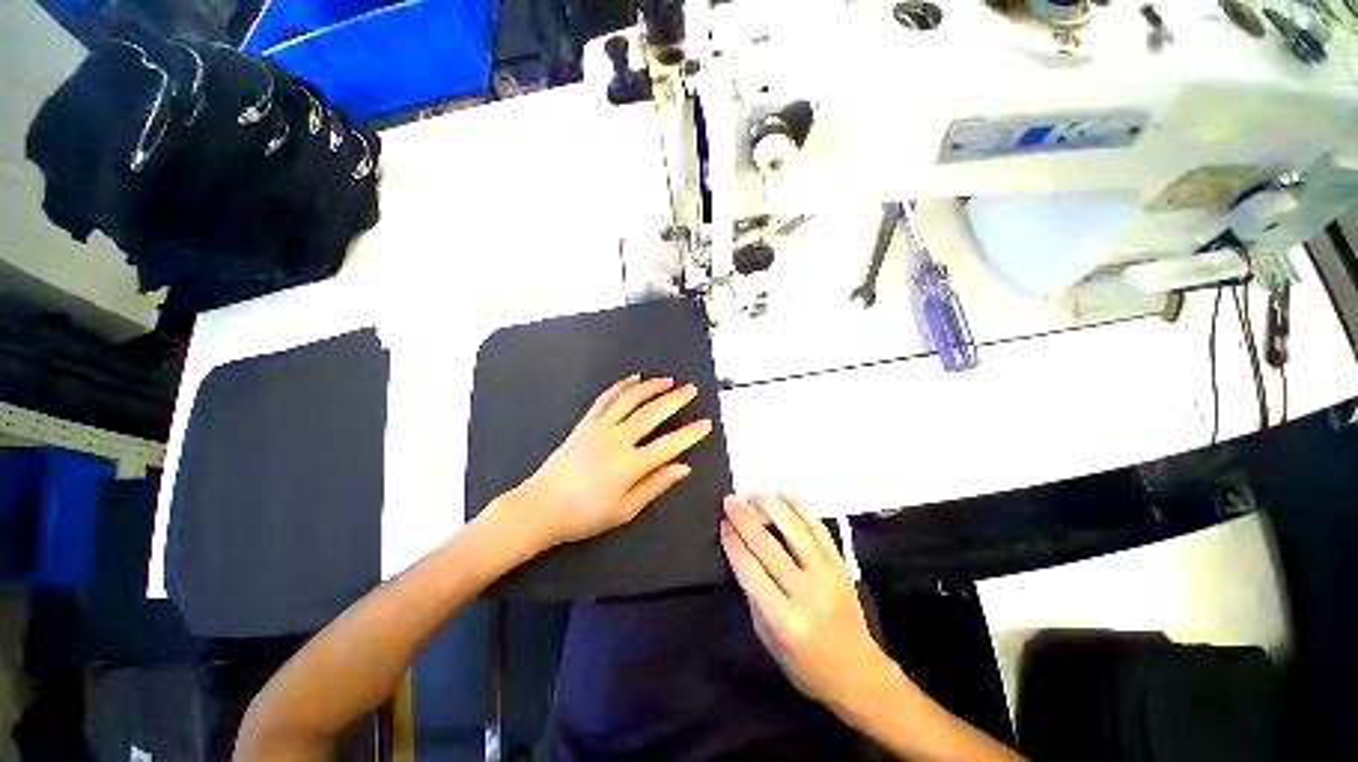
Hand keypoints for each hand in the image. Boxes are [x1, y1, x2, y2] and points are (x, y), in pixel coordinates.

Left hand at [507, 374, 713, 549]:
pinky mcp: (584, 423)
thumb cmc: (584, 515)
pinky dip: (621, 386)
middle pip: (652, 413)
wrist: (539, 507)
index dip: (690, 433)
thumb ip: (656, 485)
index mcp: (630, 465)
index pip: (670, 444)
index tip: (705, 424)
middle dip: (675, 399)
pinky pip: (606, 399)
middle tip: (691, 389)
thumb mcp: (625, 509)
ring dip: (651, 387)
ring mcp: (599, 428)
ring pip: (630, 399)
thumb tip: (683, 468)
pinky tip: (634, 379)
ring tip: (668, 380)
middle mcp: (617, 440)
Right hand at [720, 494, 890, 712]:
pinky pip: (819, 529)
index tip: (722, 523)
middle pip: (768, 545)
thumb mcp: (767, 638)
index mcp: (782, 619)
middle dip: (744, 518)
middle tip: (730, 500)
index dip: (733, 542)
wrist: (856, 673)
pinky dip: (800, 509)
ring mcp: (827, 576)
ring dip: (772, 506)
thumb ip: (754, 595)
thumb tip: (741, 552)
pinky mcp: (841, 566)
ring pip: (795, 530)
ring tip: (754, 494)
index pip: (750, 569)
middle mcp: (805, 593)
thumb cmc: (804, 664)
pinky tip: (785, 498)